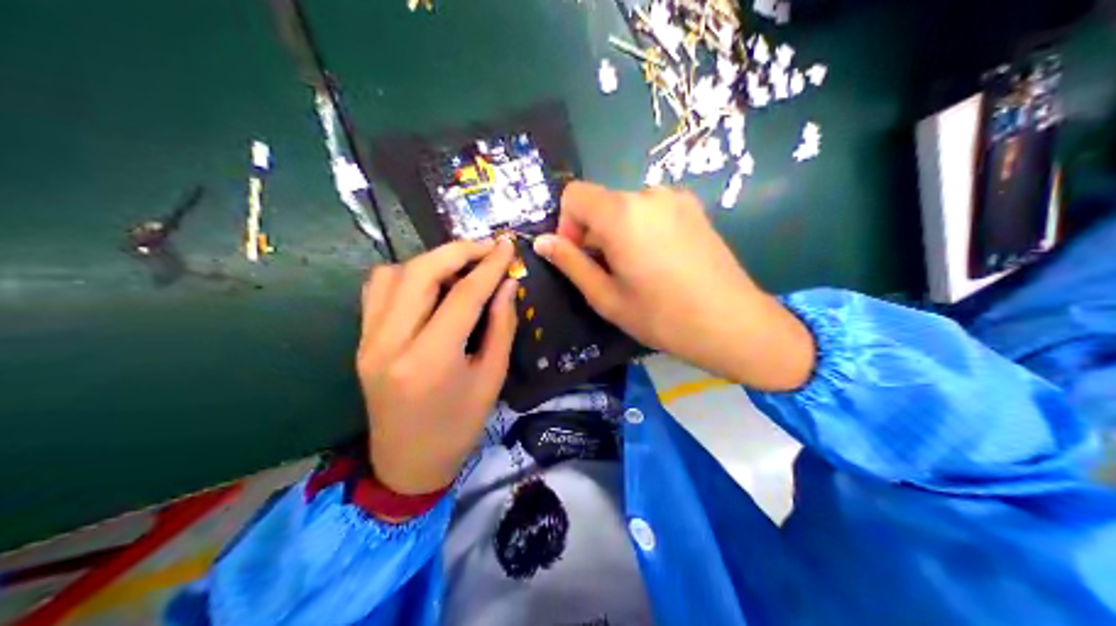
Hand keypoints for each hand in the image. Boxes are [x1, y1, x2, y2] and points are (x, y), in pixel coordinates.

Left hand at [357, 240, 517, 492]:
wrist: (407, 464)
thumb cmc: (458, 430)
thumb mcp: (490, 381)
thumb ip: (500, 327)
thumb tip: (507, 285)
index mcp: (429, 360)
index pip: (462, 296)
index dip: (488, 266)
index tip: (508, 244)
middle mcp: (391, 342)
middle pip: (420, 272)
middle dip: (457, 251)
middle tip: (486, 248)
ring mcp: (369, 340)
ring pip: (393, 274)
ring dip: (429, 261)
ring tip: (459, 267)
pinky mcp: (361, 341)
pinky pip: (377, 291)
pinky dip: (404, 276)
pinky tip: (427, 285)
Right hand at [530, 181, 813, 391]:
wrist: (731, 323)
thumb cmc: (663, 316)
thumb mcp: (607, 297)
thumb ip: (571, 264)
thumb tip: (542, 242)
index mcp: (621, 213)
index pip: (574, 194)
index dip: (567, 224)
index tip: (580, 258)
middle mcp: (648, 194)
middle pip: (603, 202)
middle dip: (594, 232)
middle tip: (610, 273)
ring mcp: (677, 199)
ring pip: (629, 207)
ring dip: (620, 231)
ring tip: (639, 271)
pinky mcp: (696, 209)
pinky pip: (654, 211)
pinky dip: (645, 229)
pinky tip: (662, 263)